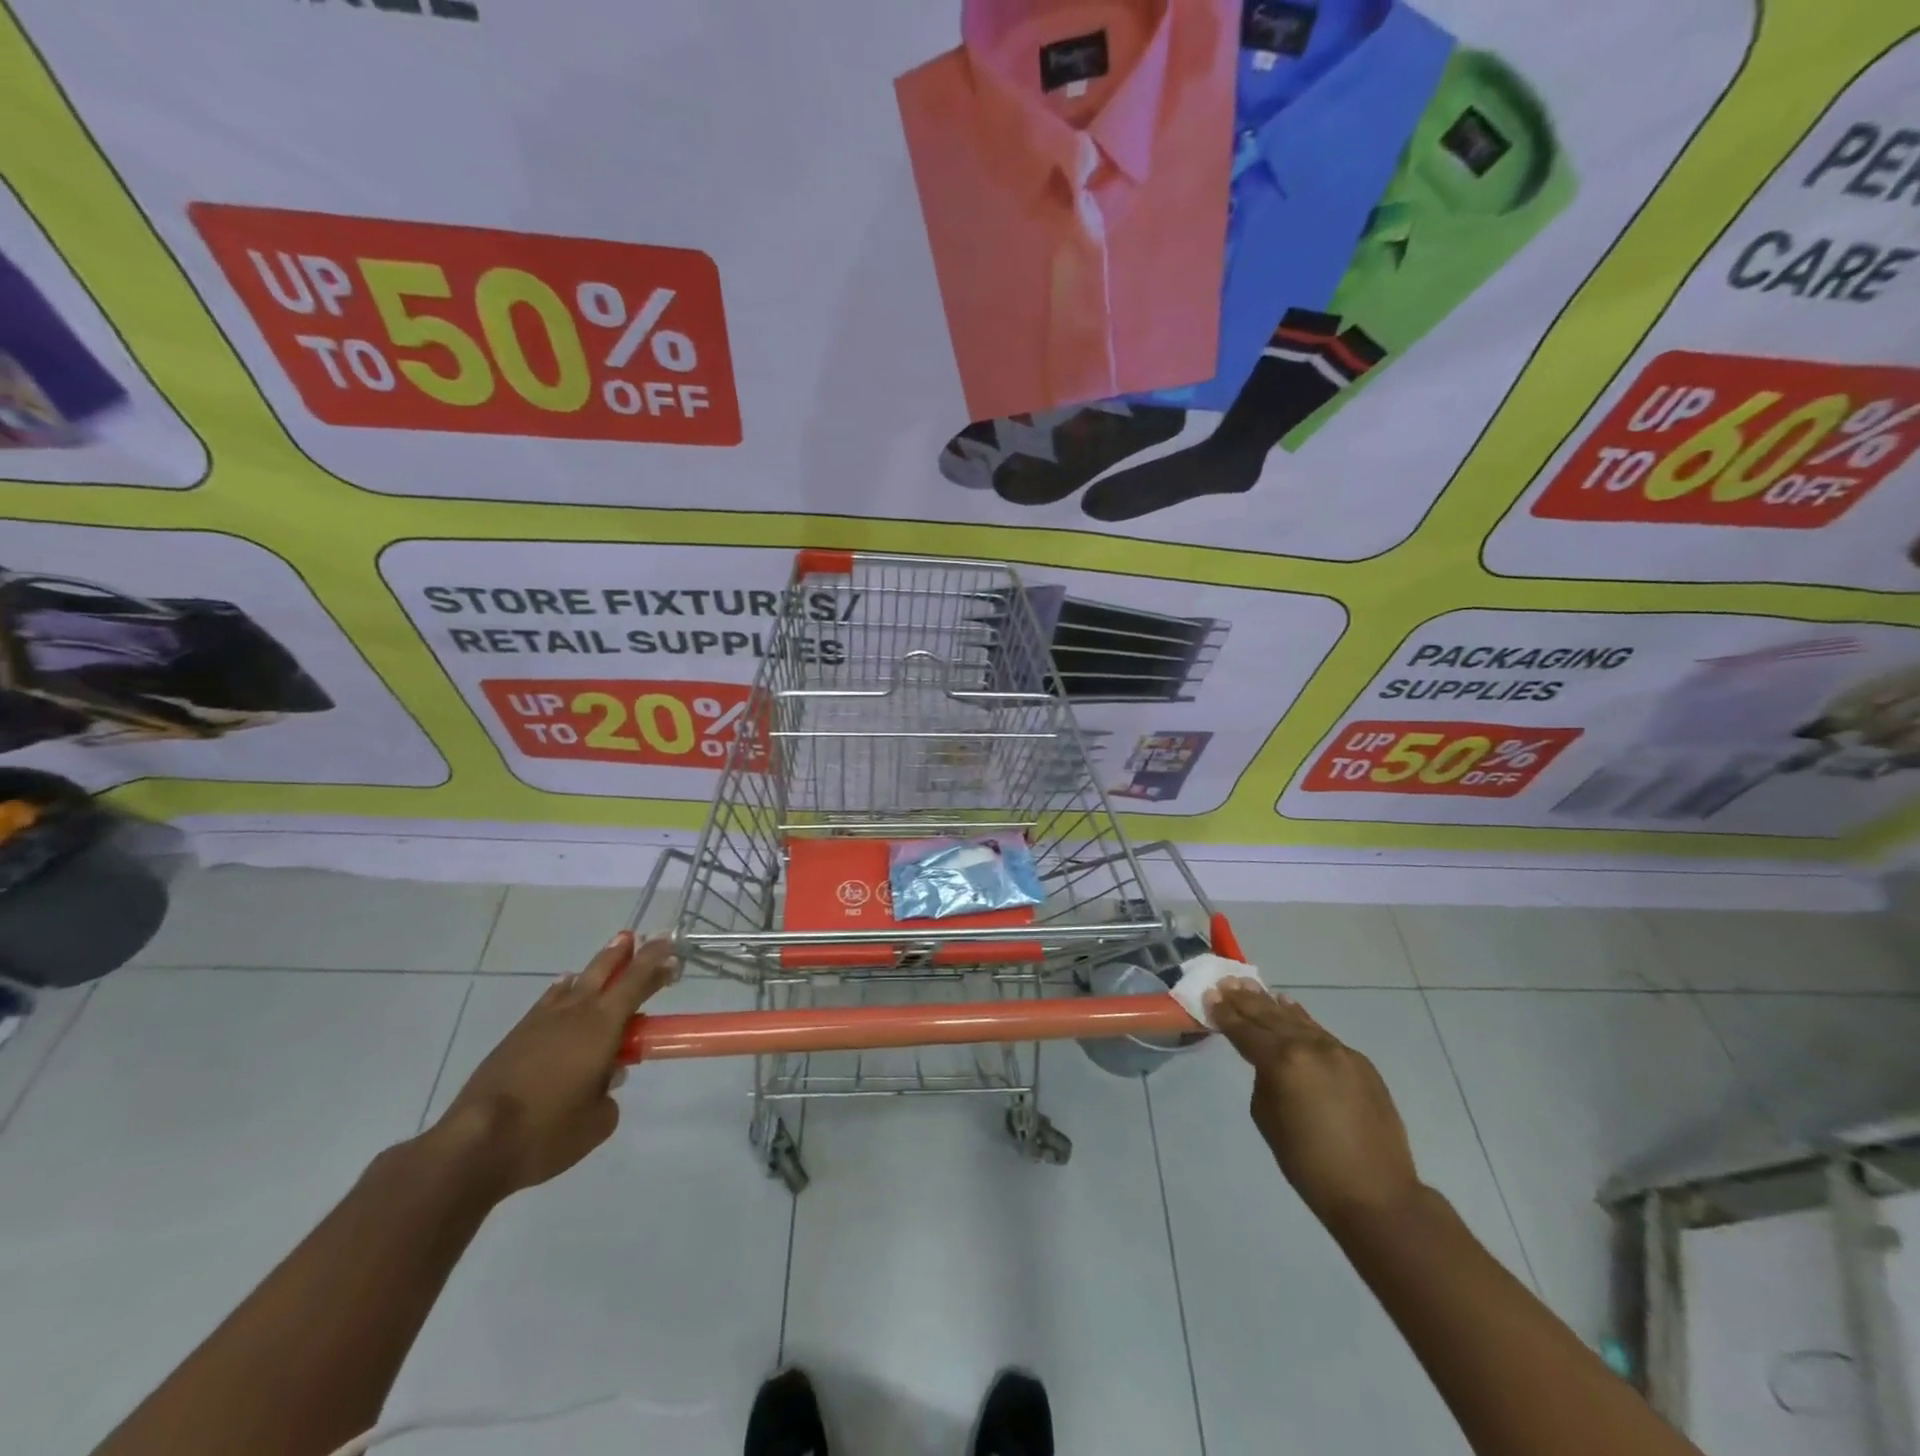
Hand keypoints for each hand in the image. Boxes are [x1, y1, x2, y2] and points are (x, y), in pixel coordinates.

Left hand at [430, 931, 676, 1197]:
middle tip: (639, 937)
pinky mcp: (515, 1037)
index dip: (656, 961)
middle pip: (605, 970)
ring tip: (608, 956)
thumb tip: (605, 1079)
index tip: (670, 946)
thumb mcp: (597, 1121)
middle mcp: (575, 1013)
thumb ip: (609, 1094)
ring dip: (596, 968)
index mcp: (603, 1026)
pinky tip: (564, 988)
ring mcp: (541, 1022)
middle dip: (625, 952)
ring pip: (575, 982)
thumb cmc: (547, 1131)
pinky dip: (563, 990)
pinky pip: (549, 1000)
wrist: (475, 1144)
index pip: (637, 981)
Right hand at [1203, 978, 1421, 1227]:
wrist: (1376, 1194)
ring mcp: (1338, 1051)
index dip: (1225, 1014)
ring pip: (1297, 1020)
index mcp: (1283, 1062)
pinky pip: (1321, 1032)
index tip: (1210, 995)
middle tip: (1225, 983)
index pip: (1245, 1031)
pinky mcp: (1359, 1062)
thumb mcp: (1267, 1119)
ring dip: (1271, 1004)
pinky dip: (1301, 1019)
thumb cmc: (1309, 1164)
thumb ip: (1263, 1079)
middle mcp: (1310, 1046)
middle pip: (1270, 1017)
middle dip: (1245, 1000)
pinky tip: (1288, 1006)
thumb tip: (1268, 1063)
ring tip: (1251, 987)